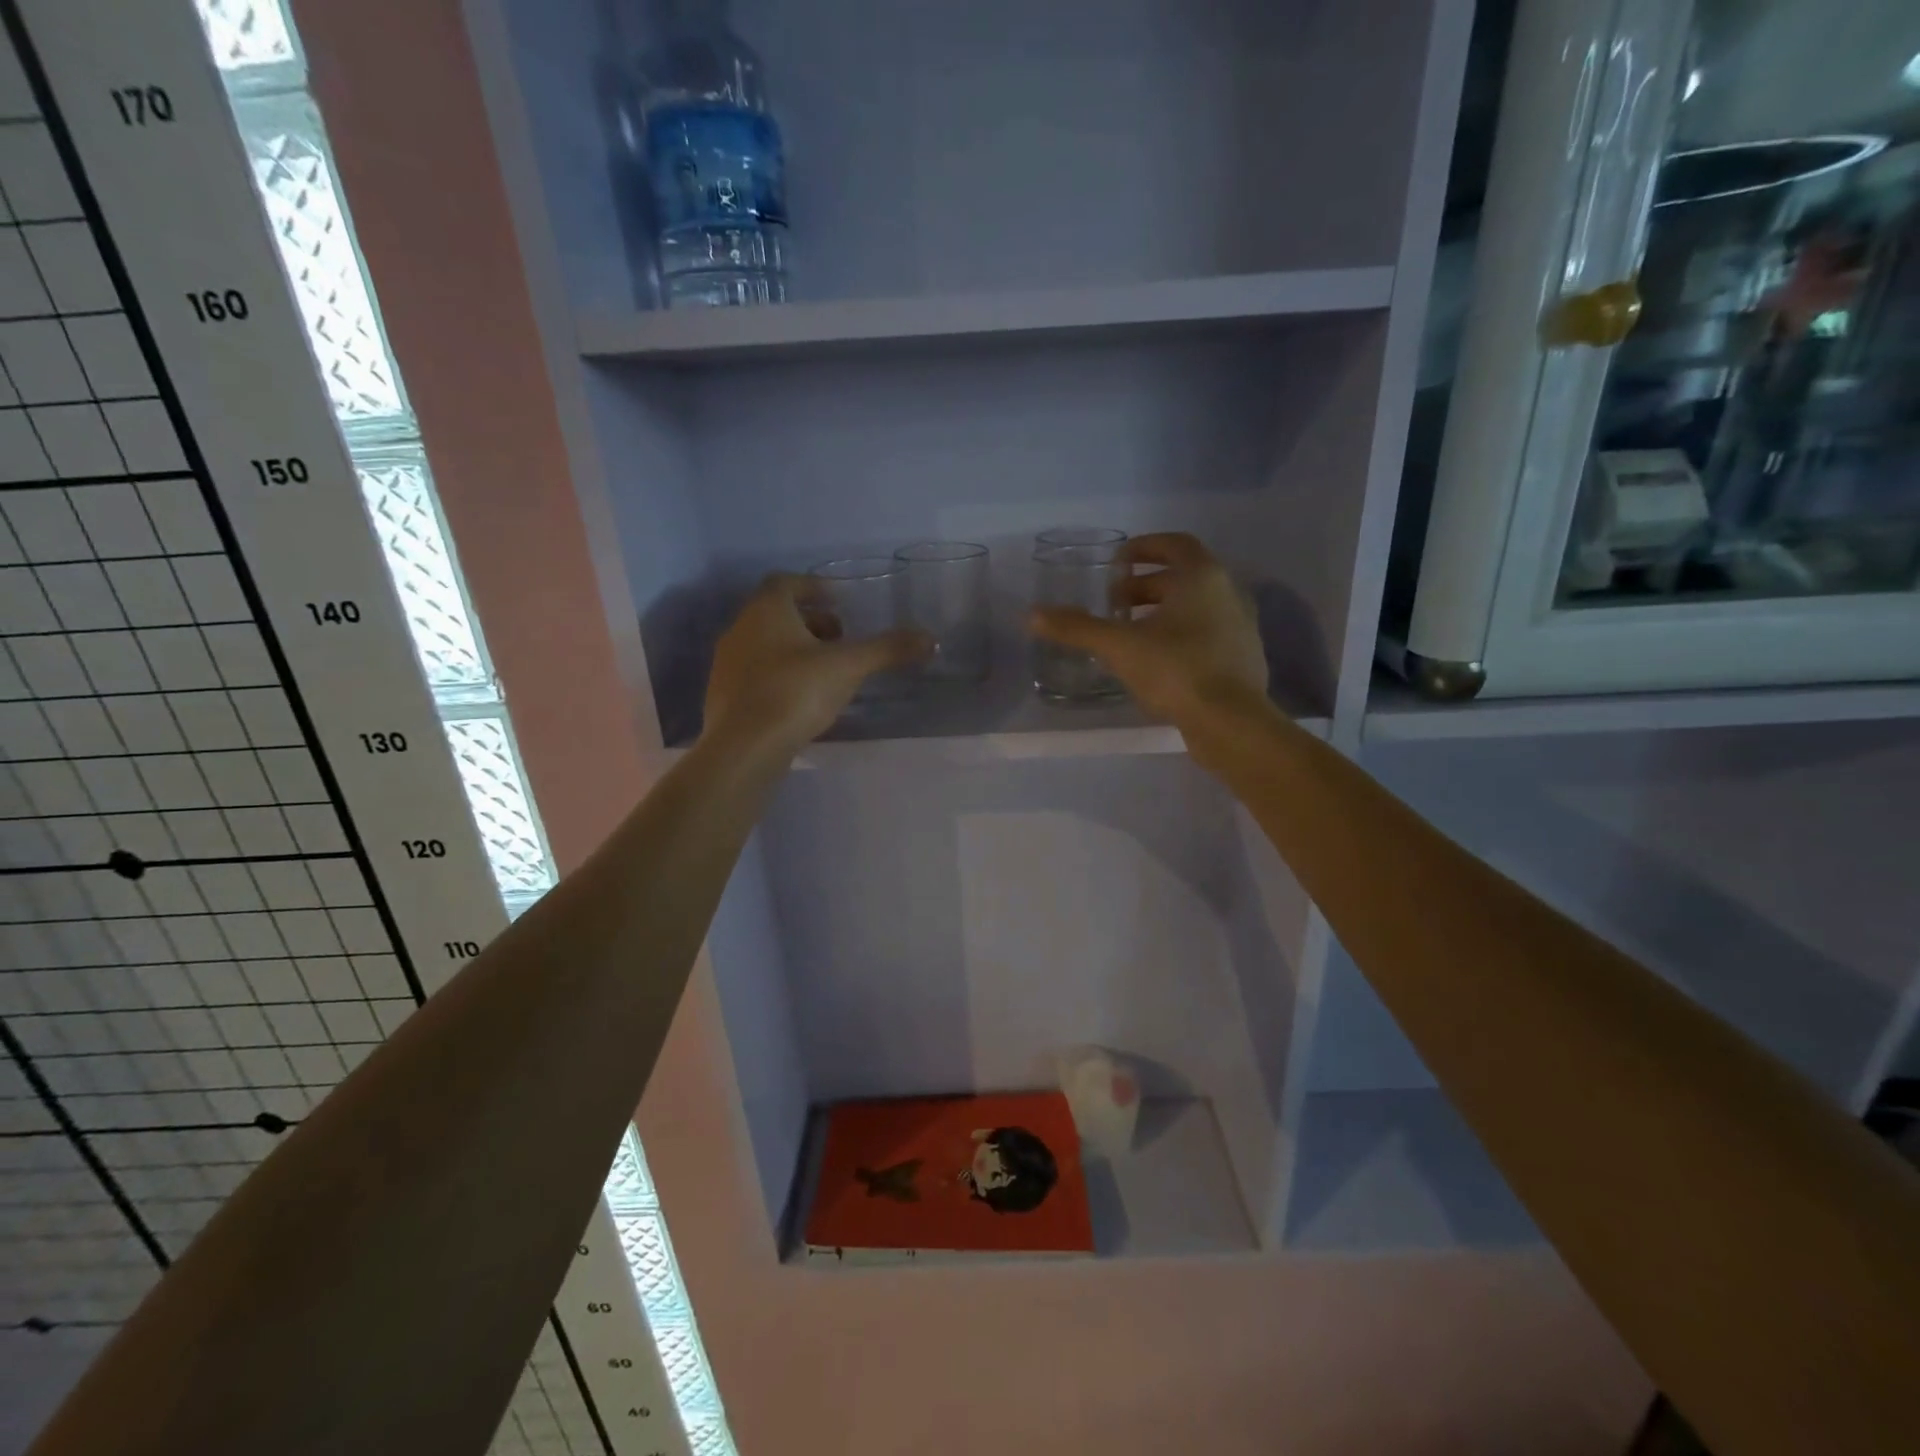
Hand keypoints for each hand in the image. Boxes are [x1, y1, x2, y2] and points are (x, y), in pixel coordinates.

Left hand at [704, 574, 929, 753]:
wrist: (744, 747)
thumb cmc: (795, 692)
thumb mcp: (849, 667)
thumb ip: (888, 650)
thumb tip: (931, 640)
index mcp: (765, 610)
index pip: (786, 583)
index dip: (813, 587)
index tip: (839, 601)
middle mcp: (740, 629)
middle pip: (775, 614)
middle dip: (810, 622)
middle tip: (840, 639)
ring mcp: (727, 664)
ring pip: (764, 645)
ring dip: (794, 649)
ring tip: (826, 670)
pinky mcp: (724, 696)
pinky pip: (756, 674)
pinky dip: (780, 675)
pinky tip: (801, 699)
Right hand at [1027, 533, 1267, 726]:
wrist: (1231, 721)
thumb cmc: (1176, 669)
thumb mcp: (1118, 646)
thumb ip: (1077, 628)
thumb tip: (1032, 614)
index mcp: (1203, 577)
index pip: (1175, 544)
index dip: (1144, 548)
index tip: (1117, 562)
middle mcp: (1228, 593)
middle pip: (1184, 578)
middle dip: (1146, 586)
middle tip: (1114, 604)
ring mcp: (1241, 627)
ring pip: (1197, 608)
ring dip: (1162, 613)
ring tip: (1130, 634)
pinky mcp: (1243, 658)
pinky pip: (1207, 635)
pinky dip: (1180, 636)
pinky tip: (1157, 662)